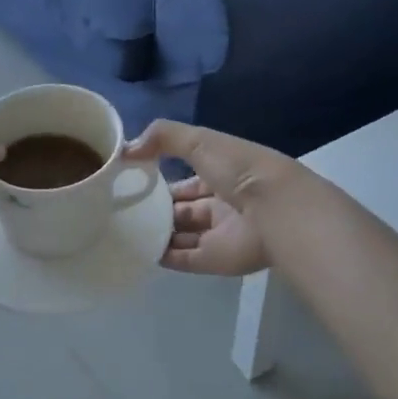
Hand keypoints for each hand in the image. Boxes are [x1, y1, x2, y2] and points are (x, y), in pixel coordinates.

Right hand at [124, 121, 300, 276]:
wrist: (275, 208)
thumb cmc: (238, 168)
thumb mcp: (199, 141)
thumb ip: (163, 137)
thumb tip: (127, 150)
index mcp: (222, 173)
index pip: (188, 177)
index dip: (162, 177)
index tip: (131, 179)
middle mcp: (221, 203)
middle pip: (183, 208)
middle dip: (157, 208)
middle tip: (122, 208)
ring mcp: (219, 234)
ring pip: (182, 235)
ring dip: (157, 233)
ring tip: (123, 230)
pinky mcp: (215, 260)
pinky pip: (184, 259)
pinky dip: (163, 256)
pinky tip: (138, 250)